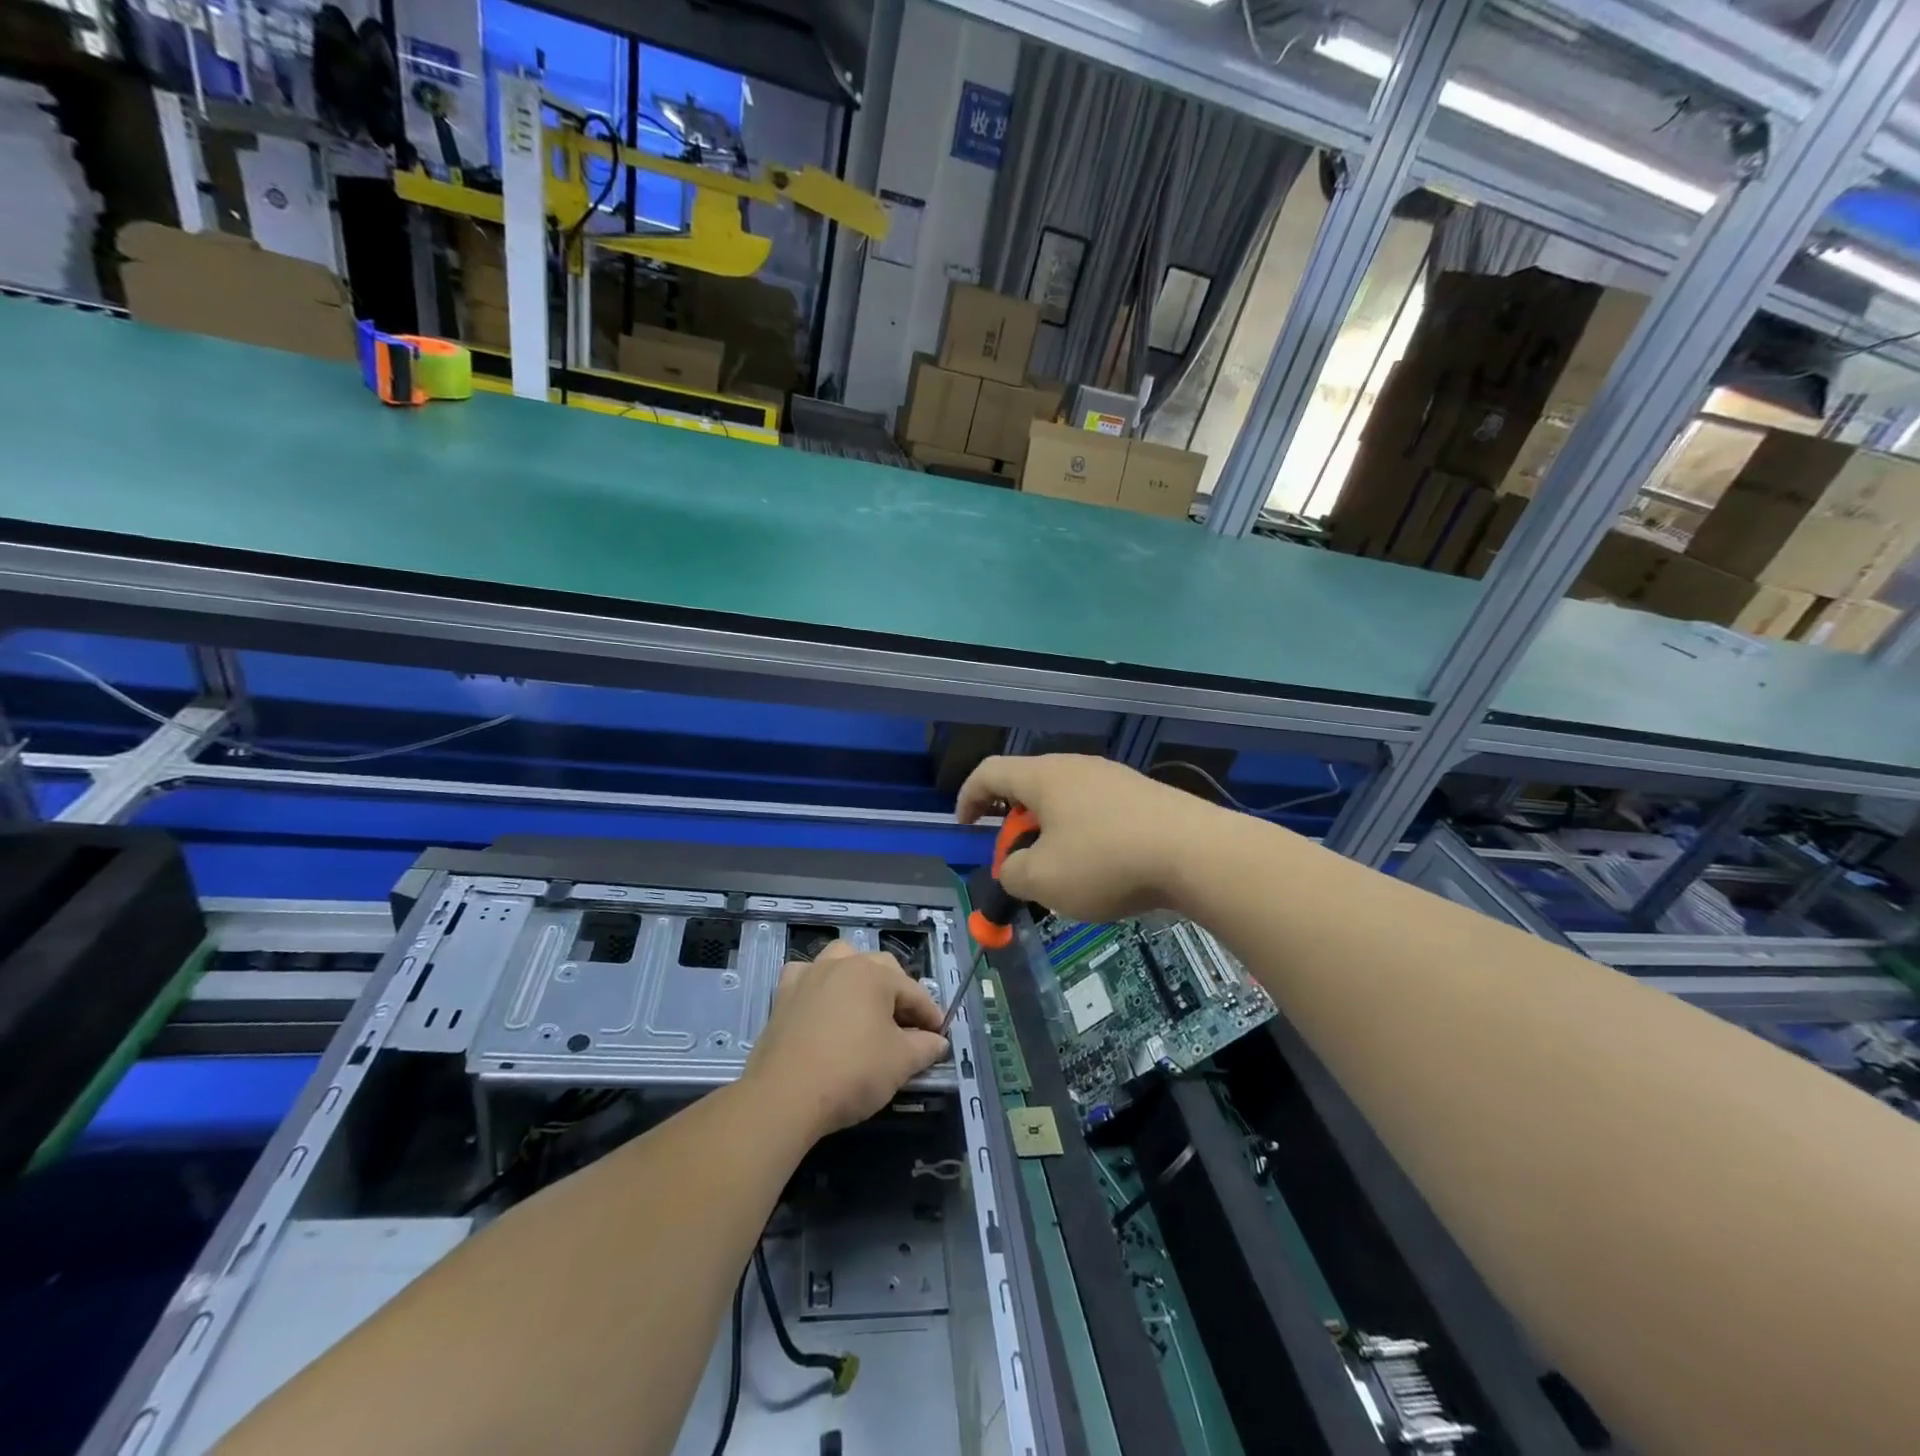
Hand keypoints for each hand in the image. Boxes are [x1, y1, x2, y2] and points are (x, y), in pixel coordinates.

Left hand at [744, 940, 949, 1142]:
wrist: (786, 1095)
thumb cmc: (852, 1073)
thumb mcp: (900, 1063)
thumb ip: (925, 1047)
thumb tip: (938, 1041)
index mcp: (875, 974)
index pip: (914, 991)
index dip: (931, 1014)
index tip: (940, 1036)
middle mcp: (843, 963)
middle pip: (881, 968)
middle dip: (898, 993)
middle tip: (907, 1027)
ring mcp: (810, 975)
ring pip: (842, 959)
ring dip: (859, 976)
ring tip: (866, 1004)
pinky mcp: (783, 994)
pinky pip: (807, 975)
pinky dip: (819, 983)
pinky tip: (823, 1003)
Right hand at [956, 753, 1220, 922]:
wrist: (1197, 854)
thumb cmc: (1106, 862)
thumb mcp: (1042, 880)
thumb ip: (1012, 873)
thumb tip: (1016, 867)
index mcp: (1044, 777)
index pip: (990, 772)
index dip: (968, 798)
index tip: (965, 827)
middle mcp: (1077, 767)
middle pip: (1029, 787)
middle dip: (1014, 825)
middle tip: (1018, 862)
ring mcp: (1114, 778)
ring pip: (1065, 802)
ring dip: (1051, 834)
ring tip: (1061, 873)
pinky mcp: (1144, 796)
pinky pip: (1097, 812)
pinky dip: (1084, 837)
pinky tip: (1103, 870)